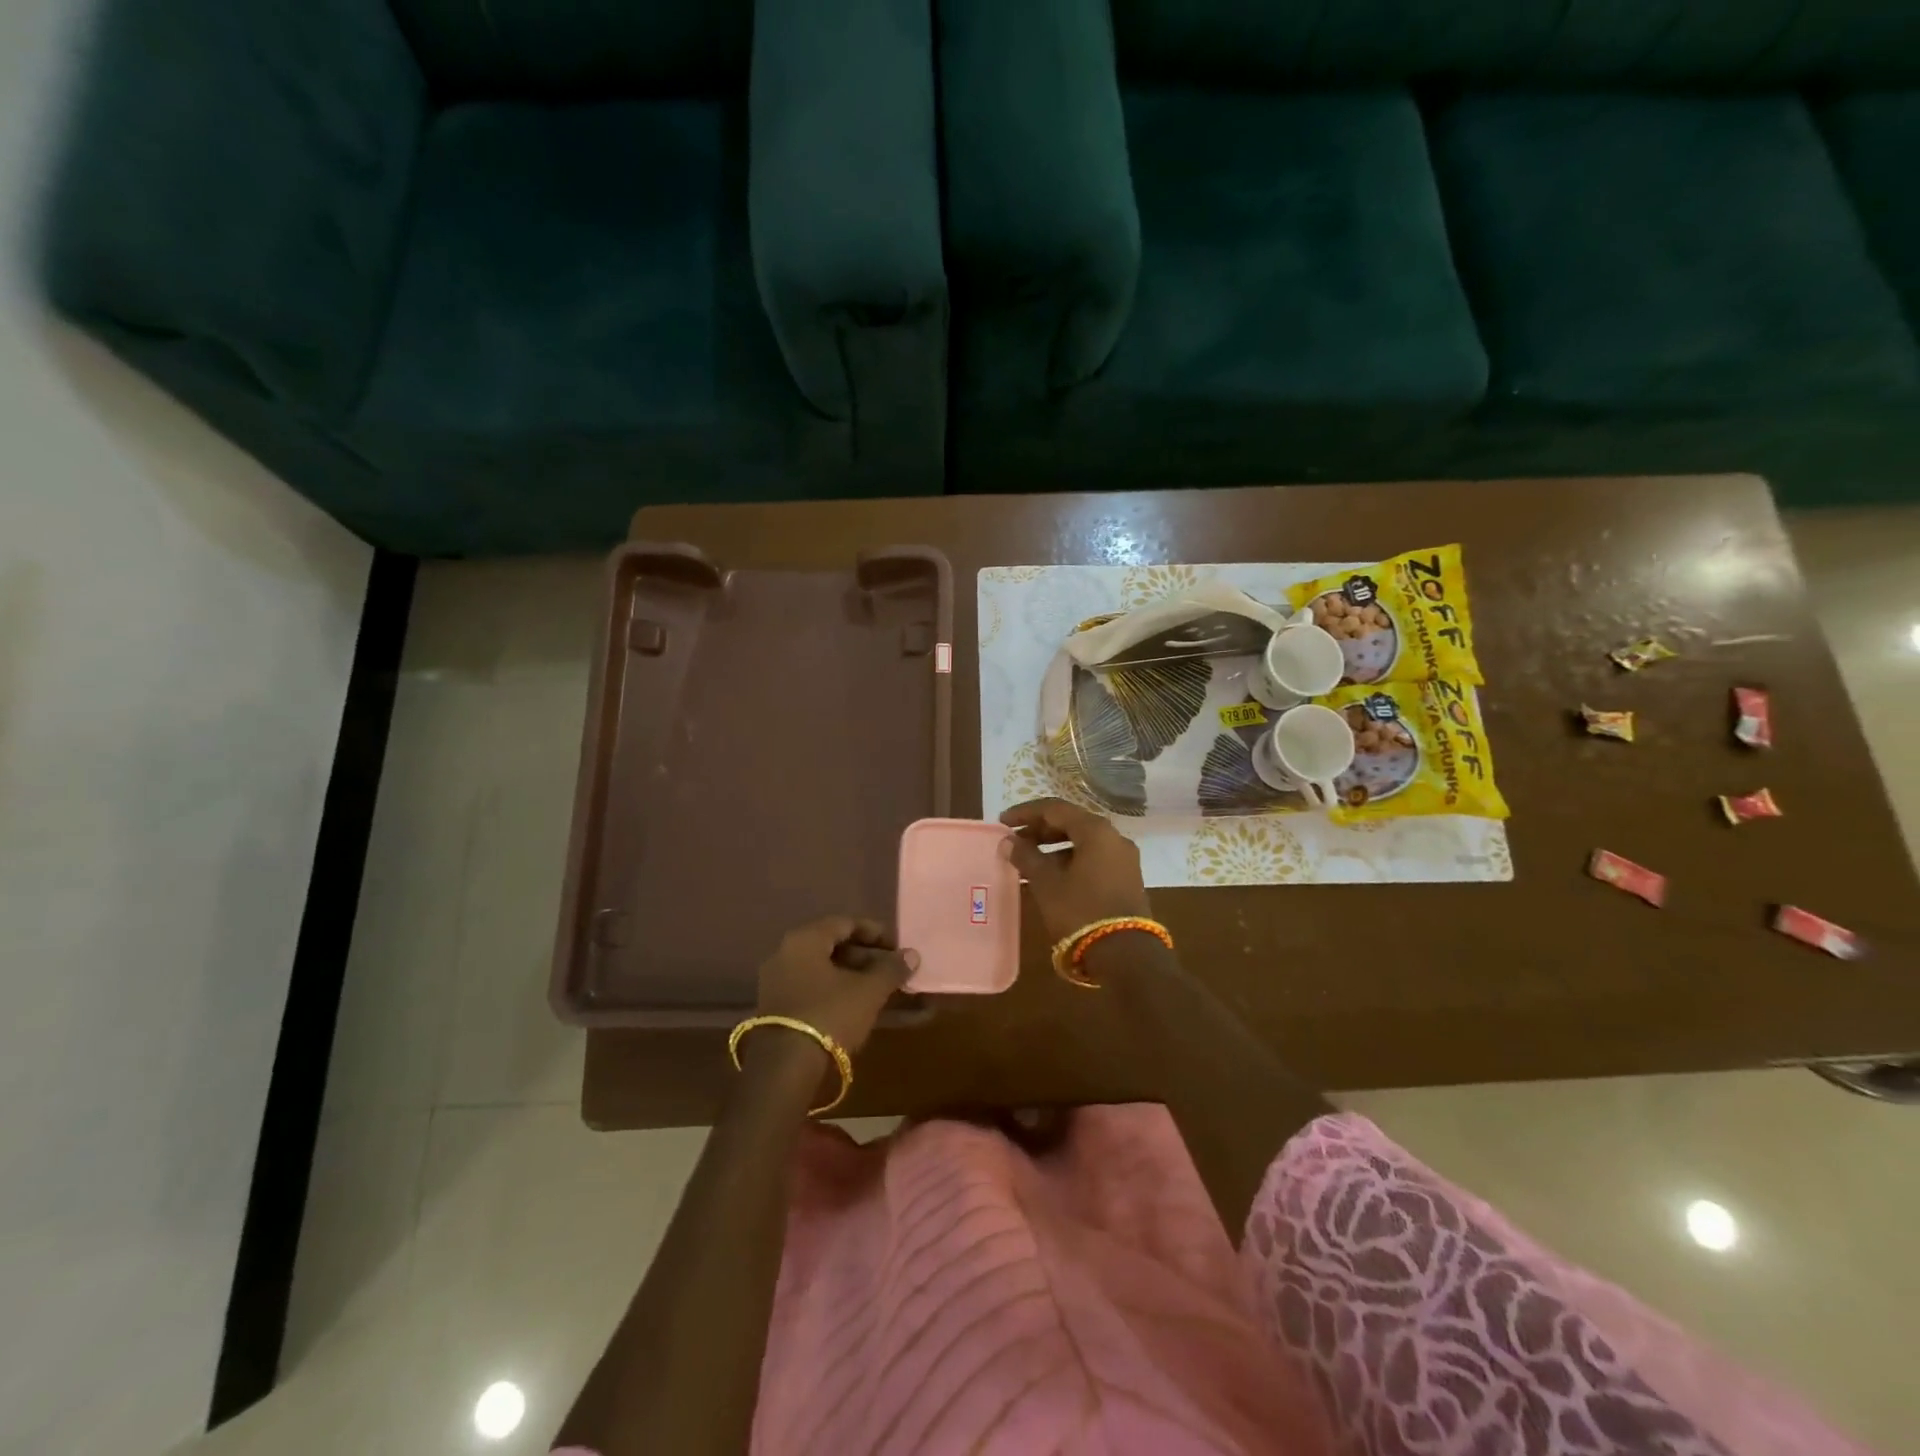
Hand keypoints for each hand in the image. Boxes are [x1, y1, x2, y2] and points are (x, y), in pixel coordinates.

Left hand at [755, 916, 917, 1055]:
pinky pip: (812, 989)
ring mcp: (778, 982)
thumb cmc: (830, 1015)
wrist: (784, 1068)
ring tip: (880, 989)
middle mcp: (786, 954)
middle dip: (865, 957)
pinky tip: (857, 1006)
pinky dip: (836, 992)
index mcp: (805, 940)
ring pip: (823, 970)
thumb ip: (891, 970)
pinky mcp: (777, 1008)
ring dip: (853, 976)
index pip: (845, 923)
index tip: (897, 946)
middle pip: (832, 946)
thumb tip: (912, 955)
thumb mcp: (868, 991)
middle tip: (891, 969)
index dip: (875, 932)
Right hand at [1000, 798, 1151, 944]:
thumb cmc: (1081, 911)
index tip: (1003, 822)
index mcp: (1096, 830)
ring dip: (1054, 847)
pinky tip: (1051, 876)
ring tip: (1029, 860)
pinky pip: (1093, 858)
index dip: (1026, 812)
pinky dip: (1070, 860)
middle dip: (1040, 829)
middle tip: (1014, 840)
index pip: (1055, 809)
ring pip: (1083, 842)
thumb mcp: (1047, 883)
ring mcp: (1124, 859)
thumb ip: (1026, 857)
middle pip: (1071, 823)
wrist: (1126, 955)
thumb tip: (1009, 841)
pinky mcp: (1127, 879)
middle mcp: (1114, 838)